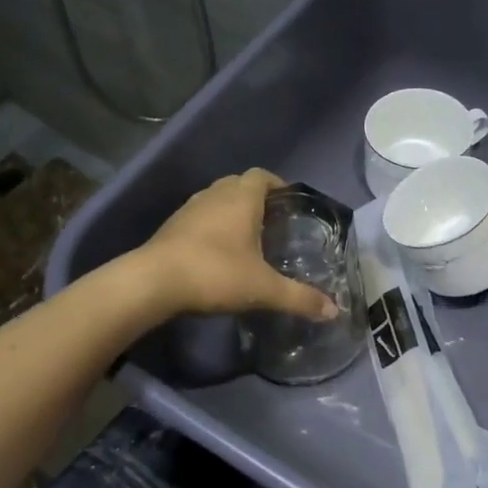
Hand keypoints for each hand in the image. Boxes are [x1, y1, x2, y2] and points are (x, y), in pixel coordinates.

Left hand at [135, 170, 339, 320]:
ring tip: (247, 236)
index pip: (262, 176)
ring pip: (216, 199)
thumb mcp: (263, 289)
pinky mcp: (171, 227)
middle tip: (273, 221)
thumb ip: (300, 298)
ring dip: (232, 211)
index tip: (290, 202)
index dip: (278, 185)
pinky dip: (212, 226)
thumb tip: (334, 311)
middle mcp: (214, 195)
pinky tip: (218, 252)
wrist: (153, 282)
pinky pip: (199, 217)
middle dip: (257, 197)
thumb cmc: (215, 273)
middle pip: (239, 184)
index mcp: (241, 198)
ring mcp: (189, 209)